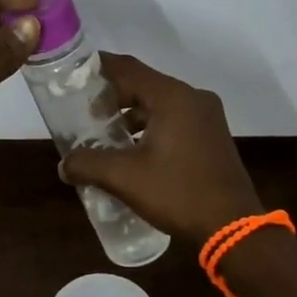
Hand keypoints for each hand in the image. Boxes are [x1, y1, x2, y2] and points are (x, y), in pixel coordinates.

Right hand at [59, 53, 263, 243]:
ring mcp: (207, 117)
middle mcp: (192, 98)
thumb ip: (88, 164)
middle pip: (144, 84)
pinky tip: (133, 150)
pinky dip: (150, 126)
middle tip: (84, 112)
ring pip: (159, 103)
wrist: (232, 228)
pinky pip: (174, 119)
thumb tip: (63, 165)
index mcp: (172, 97)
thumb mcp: (124, 178)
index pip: (128, 68)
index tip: (74, 74)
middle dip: (112, 96)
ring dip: (131, 114)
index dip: (98, 68)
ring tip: (105, 134)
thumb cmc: (178, 193)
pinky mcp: (212, 136)